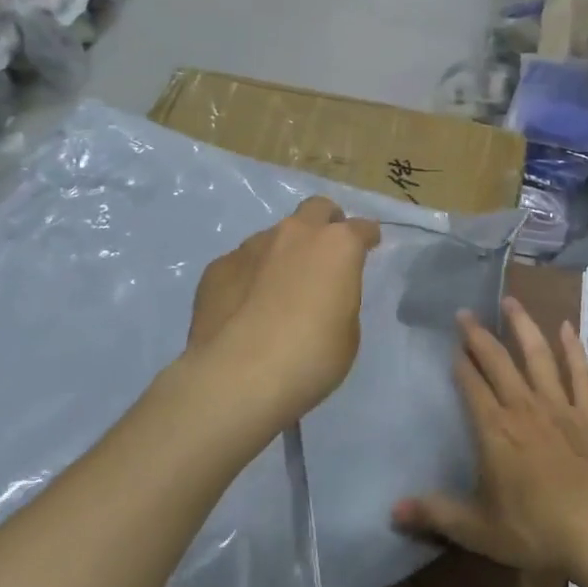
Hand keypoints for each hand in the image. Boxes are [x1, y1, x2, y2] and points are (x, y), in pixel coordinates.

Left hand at [183, 196, 380, 435]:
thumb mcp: (347, 335)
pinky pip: (242, 263)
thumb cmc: (310, 357)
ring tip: (279, 288)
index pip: (362, 228)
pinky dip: (250, 277)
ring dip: (284, 252)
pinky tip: (245, 308)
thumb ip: (340, 302)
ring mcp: (251, 247)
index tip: (370, 245)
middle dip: (326, 222)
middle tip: (327, 250)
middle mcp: (294, 235)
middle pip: (316, 209)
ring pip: (275, 236)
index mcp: (337, 247)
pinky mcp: (217, 268)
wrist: (236, 377)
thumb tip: (323, 298)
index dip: (368, 236)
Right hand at [392, 296, 587, 573]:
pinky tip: (567, 327)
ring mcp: (560, 407)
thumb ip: (437, 513)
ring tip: (510, 301)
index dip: (461, 363)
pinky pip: (580, 374)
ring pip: (538, 356)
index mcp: (495, 431)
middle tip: (466, 312)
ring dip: (523, 326)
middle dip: (479, 336)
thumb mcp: (479, 529)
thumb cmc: (536, 530)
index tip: (451, 343)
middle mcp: (524, 408)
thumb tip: (392, 510)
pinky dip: (573, 349)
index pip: (472, 385)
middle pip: (498, 362)